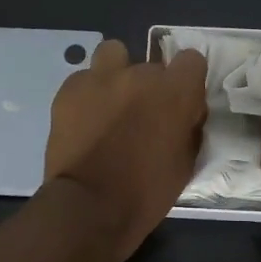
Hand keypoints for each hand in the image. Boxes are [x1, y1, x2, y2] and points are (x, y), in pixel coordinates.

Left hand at [44, 40, 207, 261]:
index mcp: (175, 91)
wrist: (89, 207)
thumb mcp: (185, 163)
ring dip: (117, 73)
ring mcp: (100, 77)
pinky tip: (84, 118)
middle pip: (152, 65)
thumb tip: (185, 115)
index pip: (191, 60)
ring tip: (111, 102)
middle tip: (142, 117)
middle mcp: (140, 74)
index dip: (187, 81)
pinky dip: (87, 93)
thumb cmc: (146, 193)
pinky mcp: (69, 89)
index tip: (181, 103)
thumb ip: (188, 127)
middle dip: (150, 87)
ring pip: (114, 54)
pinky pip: (84, 78)